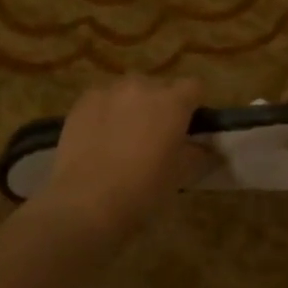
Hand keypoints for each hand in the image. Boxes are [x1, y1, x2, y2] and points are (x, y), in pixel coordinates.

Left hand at [36, 76, 205, 234]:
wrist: (86, 201)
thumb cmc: (143, 190)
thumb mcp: (180, 175)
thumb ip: (198, 154)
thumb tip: (205, 147)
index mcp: (173, 102)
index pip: (193, 86)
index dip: (192, 104)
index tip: (187, 124)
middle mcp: (143, 87)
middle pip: (159, 86)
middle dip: (160, 104)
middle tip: (154, 134)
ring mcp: (110, 91)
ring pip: (128, 90)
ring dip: (131, 105)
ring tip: (122, 135)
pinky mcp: (83, 101)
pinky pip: (102, 99)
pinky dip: (105, 111)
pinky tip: (98, 137)